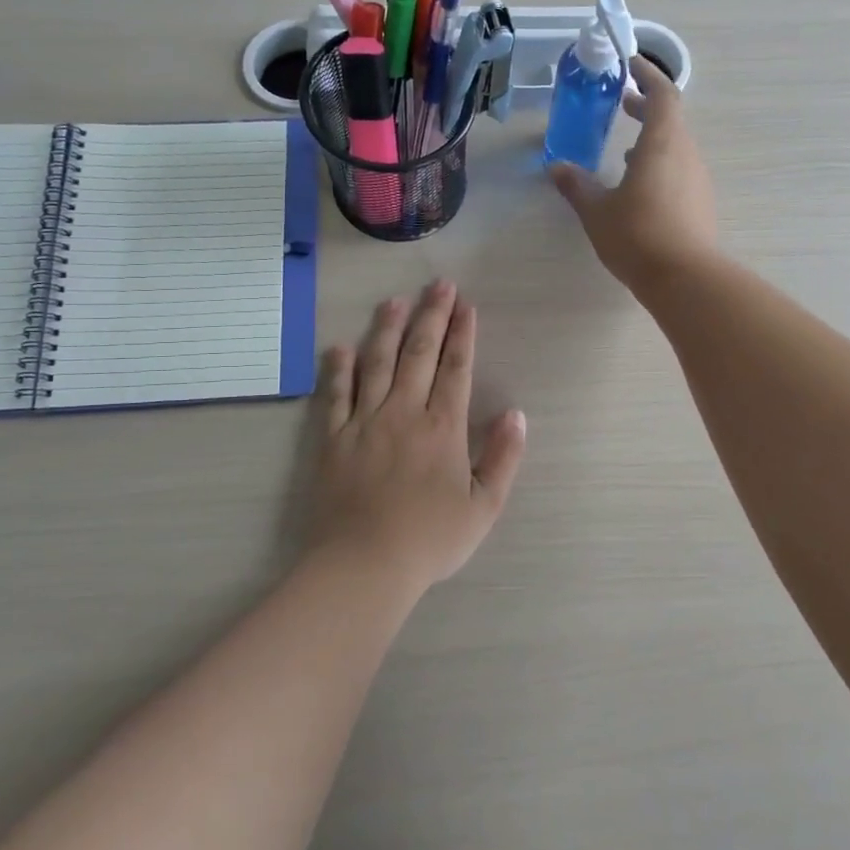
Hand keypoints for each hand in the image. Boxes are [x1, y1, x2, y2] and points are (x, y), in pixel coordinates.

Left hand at [309, 281, 526, 589]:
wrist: (363, 565)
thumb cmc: (429, 539)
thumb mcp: (484, 507)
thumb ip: (503, 457)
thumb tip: (516, 414)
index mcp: (442, 427)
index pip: (456, 368)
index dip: (462, 334)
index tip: (466, 306)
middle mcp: (403, 412)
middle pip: (419, 353)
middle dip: (431, 316)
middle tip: (438, 285)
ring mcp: (363, 422)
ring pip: (376, 363)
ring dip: (386, 329)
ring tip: (394, 300)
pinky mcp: (333, 439)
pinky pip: (334, 395)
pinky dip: (337, 369)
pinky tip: (340, 347)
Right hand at [549, 55, 717, 292]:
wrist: (685, 279)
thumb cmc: (638, 236)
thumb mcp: (597, 211)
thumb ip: (577, 186)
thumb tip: (556, 168)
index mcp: (662, 144)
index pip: (663, 94)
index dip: (648, 76)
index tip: (630, 65)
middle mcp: (686, 155)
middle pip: (671, 119)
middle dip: (647, 108)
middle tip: (622, 104)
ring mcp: (697, 180)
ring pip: (676, 147)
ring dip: (653, 141)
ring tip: (625, 151)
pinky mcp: (701, 204)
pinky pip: (680, 172)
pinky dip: (660, 166)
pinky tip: (640, 189)